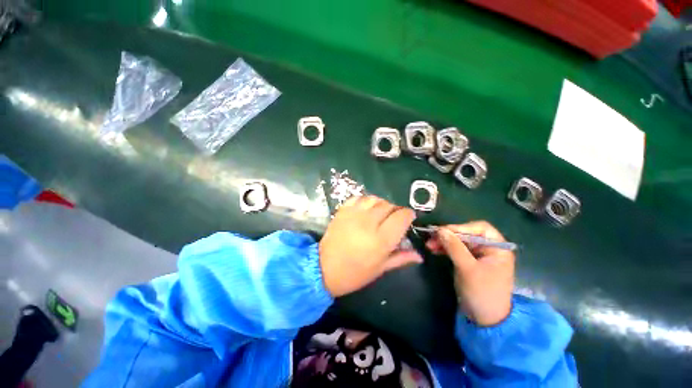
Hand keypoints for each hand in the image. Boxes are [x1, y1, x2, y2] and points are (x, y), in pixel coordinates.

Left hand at [319, 196, 422, 296]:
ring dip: (381, 204)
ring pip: (375, 199)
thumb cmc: (354, 273)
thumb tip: (419, 255)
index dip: (408, 215)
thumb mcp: (380, 269)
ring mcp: (354, 214)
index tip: (408, 218)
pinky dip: (366, 201)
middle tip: (393, 218)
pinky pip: (359, 198)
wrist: (324, 268)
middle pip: (389, 205)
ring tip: (380, 213)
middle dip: (395, 209)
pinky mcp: (343, 210)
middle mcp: (369, 222)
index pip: (402, 216)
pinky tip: (366, 209)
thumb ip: (400, 258)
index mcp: (381, 239)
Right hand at [426, 221, 514, 326]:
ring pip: (459, 242)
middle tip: (431, 238)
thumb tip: (440, 230)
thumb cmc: (482, 293)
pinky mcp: (469, 262)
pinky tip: (434, 249)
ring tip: (429, 245)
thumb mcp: (468, 269)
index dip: (461, 227)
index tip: (443, 231)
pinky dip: (445, 249)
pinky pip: (456, 250)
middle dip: (449, 235)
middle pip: (467, 234)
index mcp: (498, 248)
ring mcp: (478, 255)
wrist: (485, 319)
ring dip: (444, 242)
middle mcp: (489, 248)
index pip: (480, 228)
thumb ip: (455, 247)